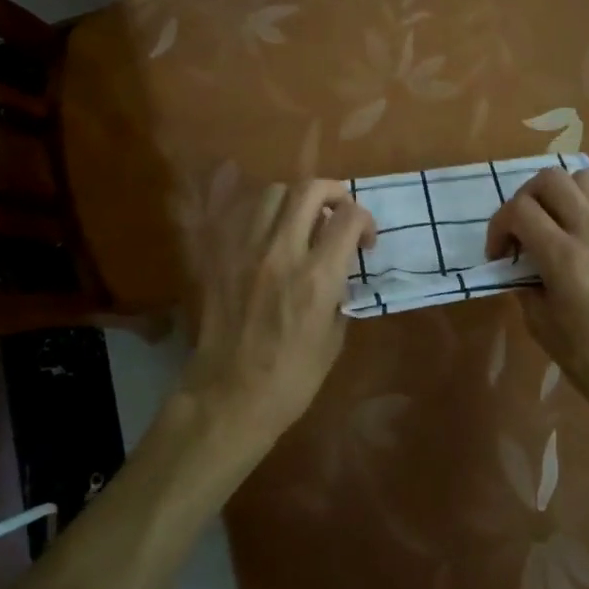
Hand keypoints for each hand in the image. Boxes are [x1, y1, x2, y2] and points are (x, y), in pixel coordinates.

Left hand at [182, 179, 375, 452]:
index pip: (349, 217)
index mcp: (317, 277)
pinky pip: (246, 215)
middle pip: (310, 189)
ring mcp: (248, 250)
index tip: (365, 241)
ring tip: (303, 221)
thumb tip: (341, 268)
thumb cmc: (290, 379)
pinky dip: (266, 215)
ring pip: (275, 192)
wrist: (227, 398)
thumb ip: (340, 292)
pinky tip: (272, 235)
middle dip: (334, 193)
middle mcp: (283, 252)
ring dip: (297, 200)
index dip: (365, 220)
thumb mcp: (334, 339)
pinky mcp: (223, 256)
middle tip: (339, 213)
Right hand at [485, 166, 588, 418]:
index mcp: (565, 259)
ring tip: (555, 224)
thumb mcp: (542, 327)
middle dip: (525, 199)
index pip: (519, 210)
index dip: (499, 226)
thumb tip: (518, 264)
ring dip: (559, 194)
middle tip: (523, 230)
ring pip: (582, 178)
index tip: (500, 254)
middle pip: (549, 179)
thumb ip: (524, 285)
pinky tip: (586, 231)